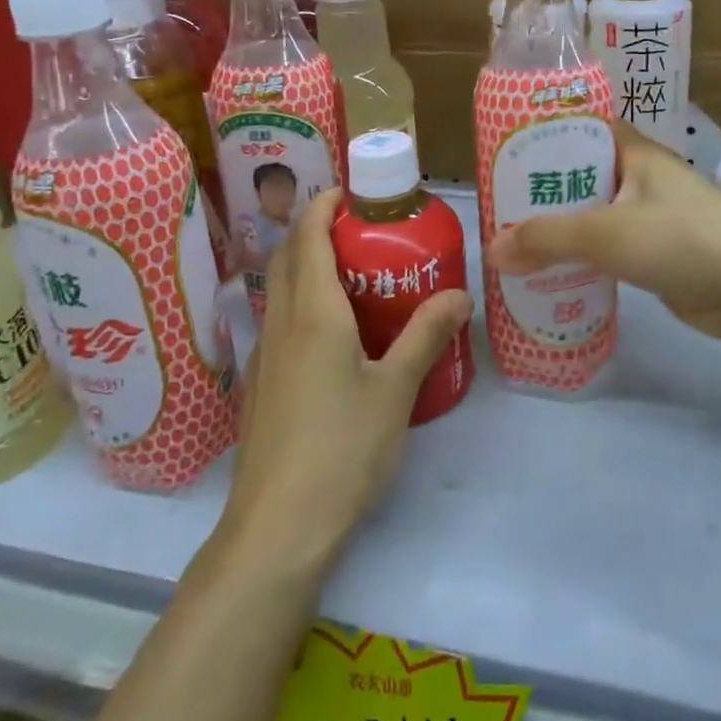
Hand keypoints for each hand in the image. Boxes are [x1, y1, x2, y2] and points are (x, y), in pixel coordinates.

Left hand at [223, 188, 471, 572]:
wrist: (277, 528)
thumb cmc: (342, 449)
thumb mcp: (396, 390)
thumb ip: (426, 336)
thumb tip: (460, 294)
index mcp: (312, 314)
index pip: (308, 237)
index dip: (323, 205)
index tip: (350, 192)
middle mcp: (280, 324)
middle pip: (287, 256)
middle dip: (314, 229)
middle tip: (359, 229)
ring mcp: (264, 357)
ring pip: (279, 290)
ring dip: (305, 266)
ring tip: (352, 273)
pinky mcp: (260, 387)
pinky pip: (278, 323)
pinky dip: (301, 303)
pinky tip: (333, 335)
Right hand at [487, 123, 720, 343]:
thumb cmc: (681, 238)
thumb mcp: (605, 231)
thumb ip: (547, 239)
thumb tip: (493, 251)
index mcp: (632, 153)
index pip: (580, 129)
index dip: (542, 136)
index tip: (503, 153)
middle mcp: (639, 179)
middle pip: (580, 177)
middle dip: (541, 192)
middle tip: (496, 207)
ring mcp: (649, 219)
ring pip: (591, 218)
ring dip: (558, 231)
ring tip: (511, 245)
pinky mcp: (655, 257)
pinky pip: (607, 253)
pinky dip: (580, 261)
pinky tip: (548, 277)